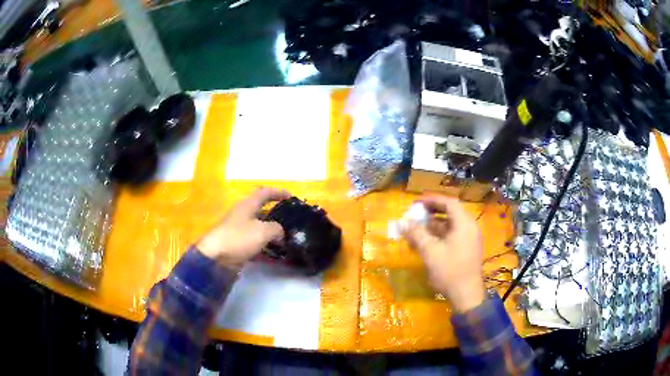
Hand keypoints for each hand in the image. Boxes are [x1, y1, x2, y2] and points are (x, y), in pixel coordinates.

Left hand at [196, 188, 290, 268]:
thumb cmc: (239, 238)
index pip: (265, 193)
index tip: (291, 197)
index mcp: (248, 205)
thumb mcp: (263, 231)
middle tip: (290, 221)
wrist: (215, 257)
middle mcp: (243, 214)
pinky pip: (254, 242)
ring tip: (286, 240)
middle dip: (276, 215)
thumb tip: (280, 233)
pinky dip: (265, 246)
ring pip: (259, 228)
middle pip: (262, 210)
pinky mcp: (237, 244)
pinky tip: (274, 254)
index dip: (278, 192)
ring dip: (272, 232)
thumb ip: (276, 229)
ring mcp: (239, 230)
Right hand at [403, 195, 485, 312]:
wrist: (467, 295)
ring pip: (450, 226)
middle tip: (415, 214)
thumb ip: (417, 234)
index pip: (449, 203)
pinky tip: (425, 244)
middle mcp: (469, 228)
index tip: (415, 202)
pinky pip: (452, 236)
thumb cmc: (450, 271)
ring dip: (433, 226)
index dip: (431, 200)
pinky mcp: (467, 250)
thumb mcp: (430, 251)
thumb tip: (403, 222)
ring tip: (415, 230)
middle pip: (450, 213)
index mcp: (464, 223)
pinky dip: (439, 236)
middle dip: (431, 213)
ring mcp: (469, 239)